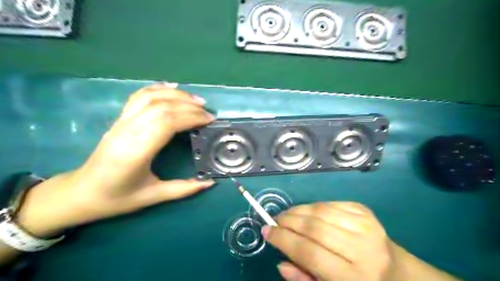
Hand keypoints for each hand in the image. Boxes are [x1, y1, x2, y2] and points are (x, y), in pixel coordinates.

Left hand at [14, 83, 213, 236]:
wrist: (81, 193)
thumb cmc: (117, 198)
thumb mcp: (153, 197)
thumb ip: (184, 189)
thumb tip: (210, 182)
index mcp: (136, 152)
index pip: (166, 123)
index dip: (190, 117)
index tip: (209, 120)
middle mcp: (127, 131)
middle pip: (161, 107)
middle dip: (189, 106)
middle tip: (208, 112)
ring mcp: (121, 122)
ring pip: (150, 97)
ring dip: (176, 95)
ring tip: (196, 100)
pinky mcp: (120, 119)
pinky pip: (138, 97)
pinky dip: (157, 88)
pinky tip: (172, 87)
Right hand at [262, 202, 398, 280]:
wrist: (396, 271)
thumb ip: (304, 279)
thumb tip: (281, 262)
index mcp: (354, 278)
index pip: (310, 253)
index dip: (283, 240)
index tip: (266, 231)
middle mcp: (363, 249)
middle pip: (314, 228)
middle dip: (288, 222)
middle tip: (274, 221)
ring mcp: (365, 225)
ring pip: (320, 211)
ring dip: (297, 211)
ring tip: (286, 216)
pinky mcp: (364, 211)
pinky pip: (329, 203)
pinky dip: (312, 207)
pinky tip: (305, 213)